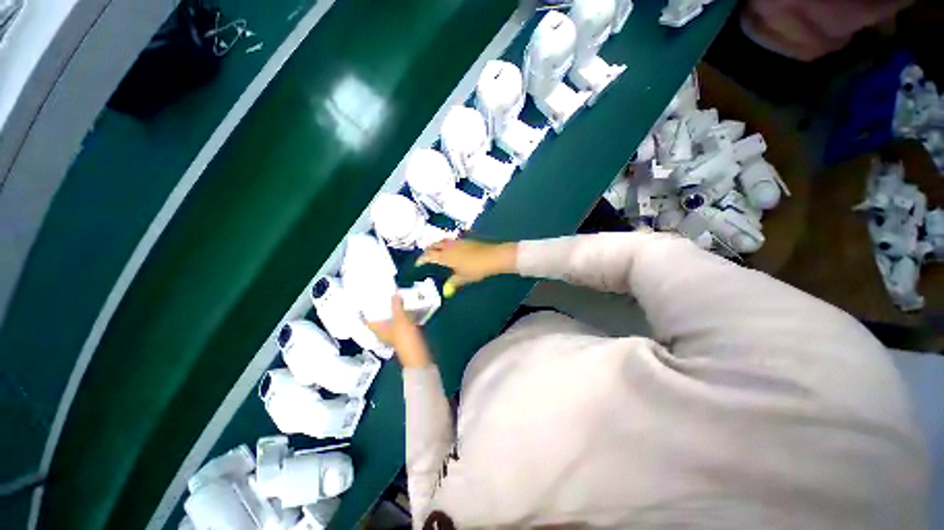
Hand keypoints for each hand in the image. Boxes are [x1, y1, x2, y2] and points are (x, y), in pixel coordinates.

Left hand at [367, 295, 430, 367]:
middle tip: (383, 293)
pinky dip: (402, 314)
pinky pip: (400, 320)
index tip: (366, 298)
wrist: (418, 355)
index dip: (365, 310)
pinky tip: (406, 306)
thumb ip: (396, 306)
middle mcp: (383, 332)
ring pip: (390, 319)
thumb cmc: (405, 339)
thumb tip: (394, 293)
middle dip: (381, 307)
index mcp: (378, 330)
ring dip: (392, 309)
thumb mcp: (400, 320)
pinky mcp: (404, 334)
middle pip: (379, 318)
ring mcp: (394, 333)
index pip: (367, 320)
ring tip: (395, 297)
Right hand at [417, 239, 516, 296]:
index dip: (421, 259)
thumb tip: (447, 290)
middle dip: (428, 250)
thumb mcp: (464, 278)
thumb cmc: (476, 269)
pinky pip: (451, 241)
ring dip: (436, 245)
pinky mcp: (465, 240)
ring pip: (442, 241)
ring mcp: (457, 241)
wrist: (492, 256)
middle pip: (434, 245)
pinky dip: (446, 244)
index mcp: (445, 256)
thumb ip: (453, 282)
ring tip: (436, 251)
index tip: (418, 263)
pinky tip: (450, 249)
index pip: (429, 255)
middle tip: (425, 256)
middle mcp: (449, 246)